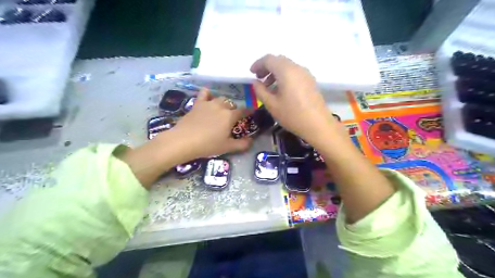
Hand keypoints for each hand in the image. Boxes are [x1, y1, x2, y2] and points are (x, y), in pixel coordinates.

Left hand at [173, 87, 252, 159]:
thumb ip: (242, 144)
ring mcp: (208, 103)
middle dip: (234, 109)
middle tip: (232, 118)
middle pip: (231, 104)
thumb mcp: (227, 147)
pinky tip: (208, 96)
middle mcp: (221, 106)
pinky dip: (208, 94)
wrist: (184, 140)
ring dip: (223, 103)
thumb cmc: (208, 145)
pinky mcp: (197, 104)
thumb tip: (251, 141)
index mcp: (230, 116)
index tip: (252, 111)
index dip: (249, 111)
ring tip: (221, 109)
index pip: (243, 111)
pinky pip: (204, 93)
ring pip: (220, 98)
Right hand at [250, 56, 337, 147]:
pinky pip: (294, 72)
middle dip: (267, 67)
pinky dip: (284, 76)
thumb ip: (260, 91)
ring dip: (276, 72)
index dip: (258, 64)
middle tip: (259, 79)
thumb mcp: (272, 105)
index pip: (269, 59)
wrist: (318, 125)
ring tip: (269, 86)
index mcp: (286, 71)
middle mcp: (297, 68)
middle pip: (279, 60)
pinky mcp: (310, 81)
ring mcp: (306, 74)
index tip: (251, 73)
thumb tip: (255, 82)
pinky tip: (281, 90)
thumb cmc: (292, 115)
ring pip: (287, 66)